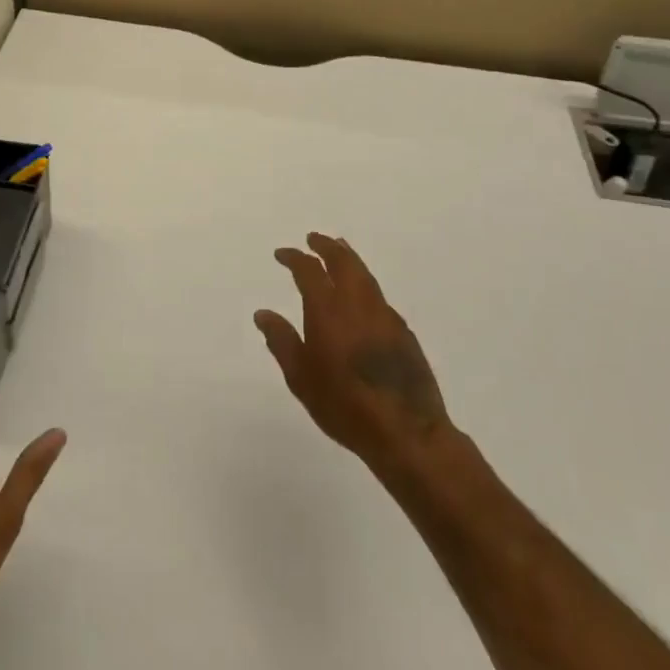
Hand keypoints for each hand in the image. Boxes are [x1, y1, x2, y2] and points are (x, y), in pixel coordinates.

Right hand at [255, 233, 452, 471]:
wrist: (406, 430)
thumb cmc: (344, 405)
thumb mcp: (301, 378)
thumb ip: (282, 341)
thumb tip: (263, 313)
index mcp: (328, 310)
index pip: (309, 270)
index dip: (294, 258)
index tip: (282, 254)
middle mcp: (357, 303)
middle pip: (343, 261)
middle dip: (326, 246)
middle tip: (314, 239)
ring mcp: (384, 314)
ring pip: (364, 274)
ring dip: (348, 258)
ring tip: (339, 251)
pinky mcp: (403, 331)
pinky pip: (378, 295)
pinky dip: (364, 283)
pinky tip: (361, 295)